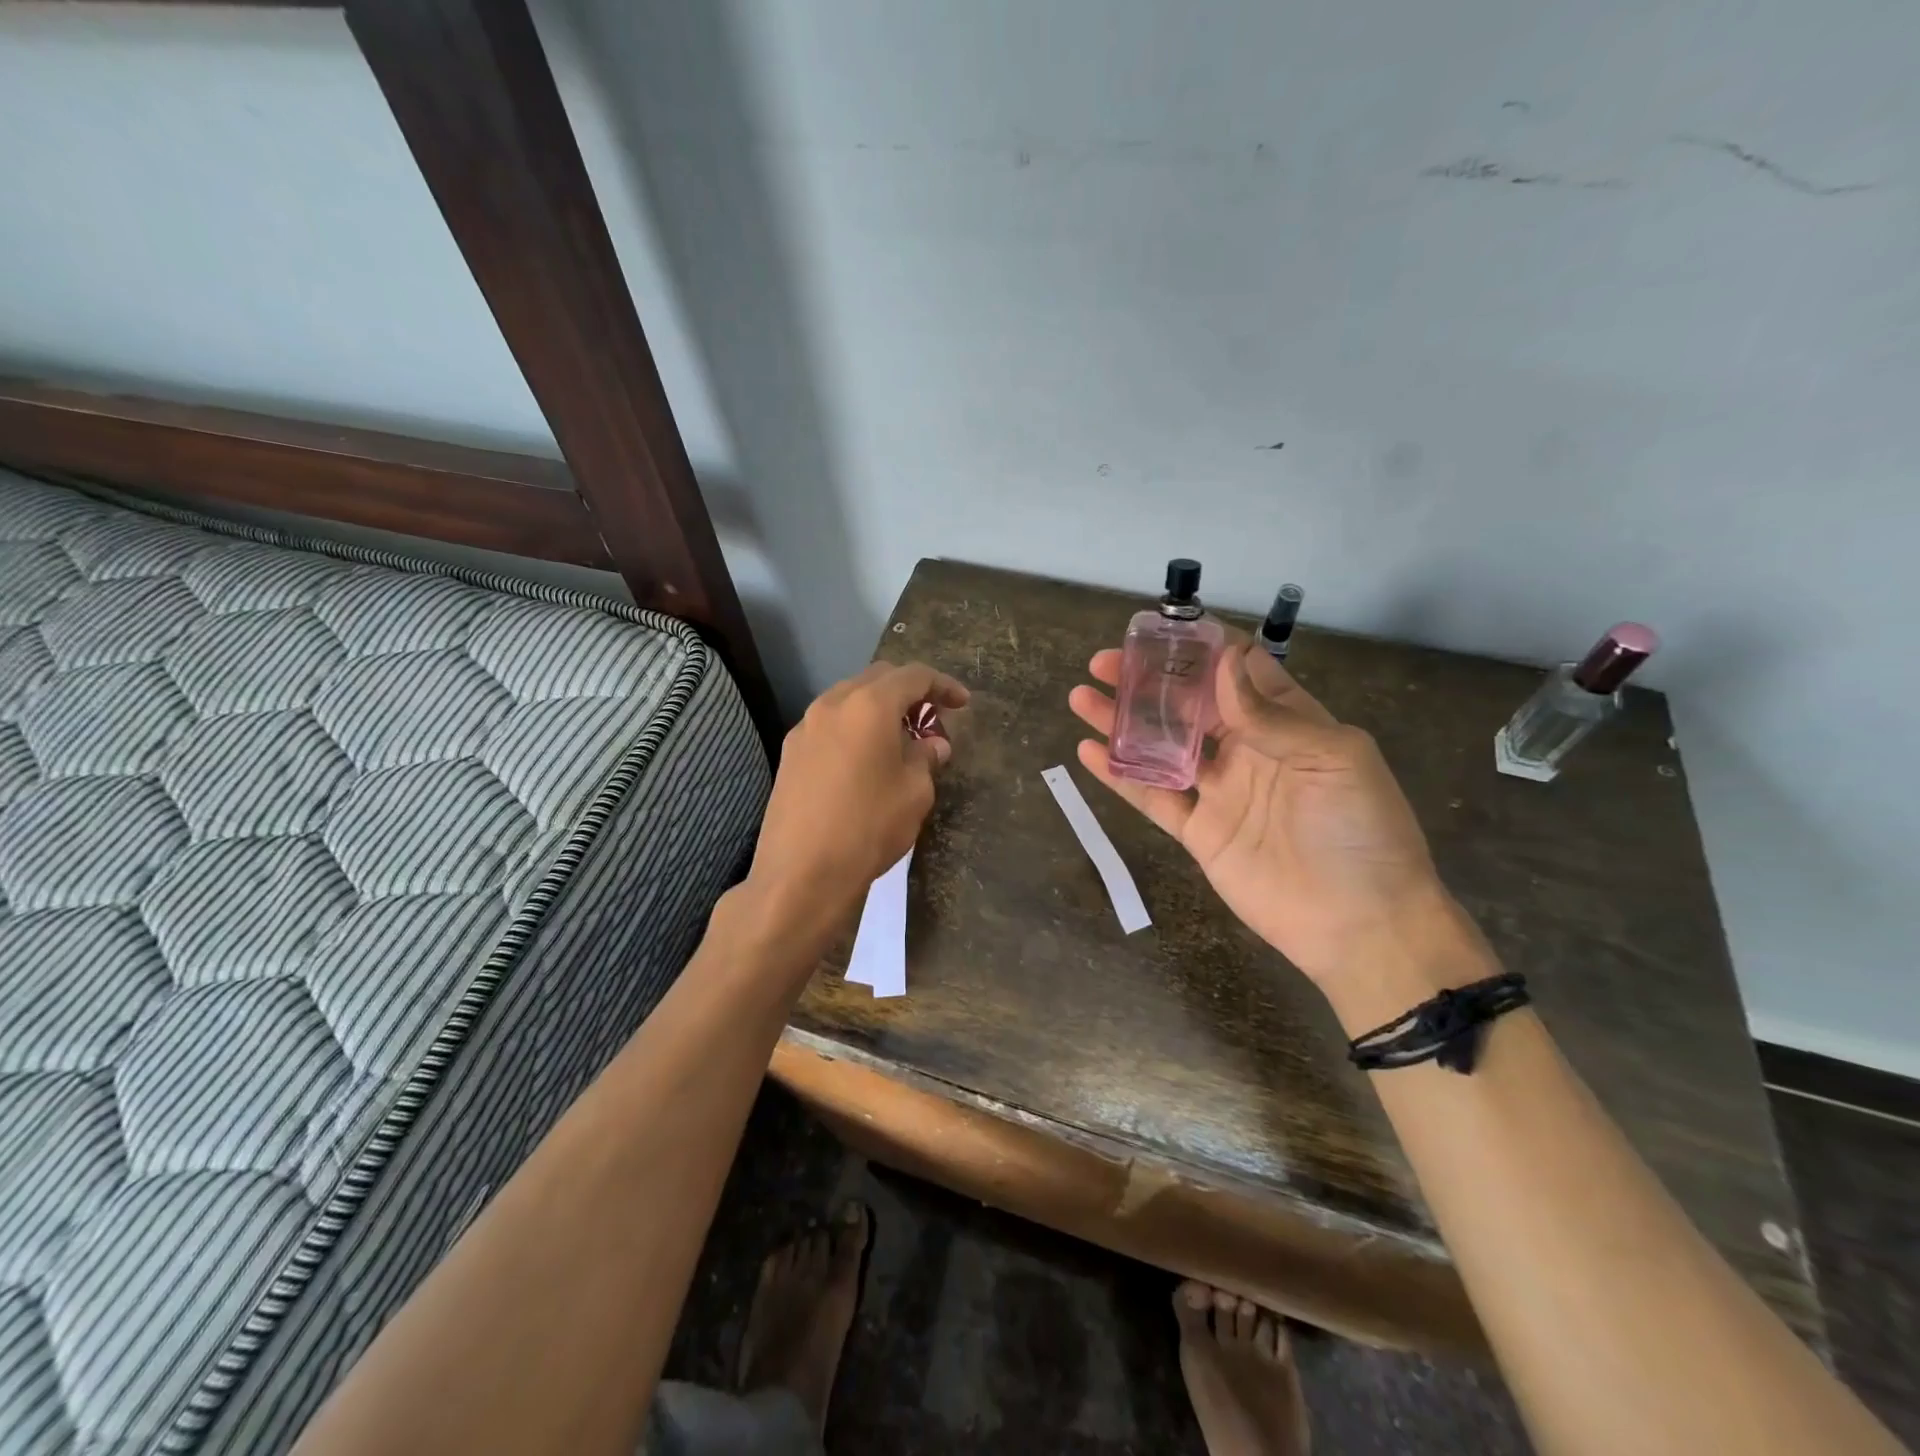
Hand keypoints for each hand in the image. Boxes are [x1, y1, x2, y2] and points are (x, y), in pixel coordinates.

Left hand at [743, 661, 968, 957]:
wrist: (802, 873)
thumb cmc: (869, 826)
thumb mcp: (915, 792)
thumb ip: (926, 758)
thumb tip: (932, 745)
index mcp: (869, 705)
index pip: (913, 676)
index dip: (943, 685)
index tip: (963, 703)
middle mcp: (832, 704)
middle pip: (878, 679)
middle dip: (909, 692)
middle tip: (931, 721)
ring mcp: (805, 728)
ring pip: (849, 700)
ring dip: (878, 710)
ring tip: (899, 741)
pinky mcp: (789, 753)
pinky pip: (830, 725)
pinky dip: (854, 729)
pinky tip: (865, 761)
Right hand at [1069, 643, 1471, 995]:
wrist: (1359, 924)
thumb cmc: (1361, 831)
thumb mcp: (1335, 758)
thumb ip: (1273, 715)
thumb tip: (1223, 665)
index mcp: (1288, 723)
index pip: (1239, 671)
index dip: (1202, 648)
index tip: (1161, 630)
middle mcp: (1248, 749)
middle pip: (1188, 704)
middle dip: (1148, 679)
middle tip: (1104, 662)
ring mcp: (1219, 791)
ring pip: (1161, 745)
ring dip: (1122, 720)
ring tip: (1081, 697)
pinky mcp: (1198, 830)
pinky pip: (1152, 796)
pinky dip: (1119, 774)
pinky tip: (1089, 751)